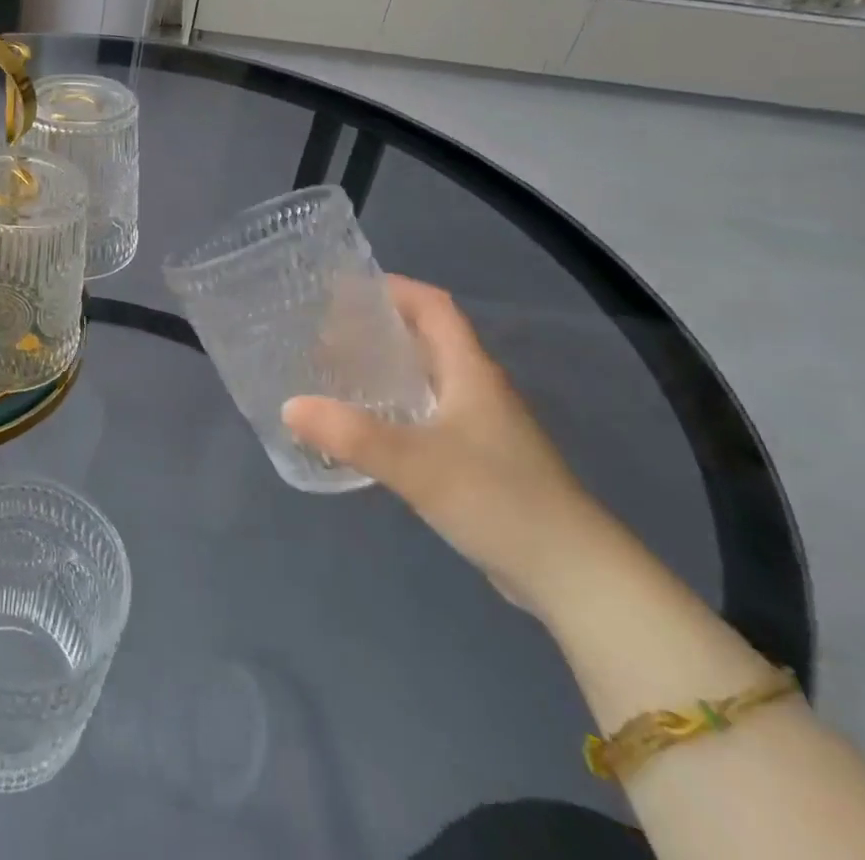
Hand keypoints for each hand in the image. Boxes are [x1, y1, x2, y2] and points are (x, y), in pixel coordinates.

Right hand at [283, 276, 611, 614]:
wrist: (575, 577)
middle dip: (377, 328)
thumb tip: (289, 406)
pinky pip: (428, 415)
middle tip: (323, 333)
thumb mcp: (417, 464)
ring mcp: (482, 427)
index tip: (344, 289)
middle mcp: (477, 389)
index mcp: (470, 371)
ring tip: (334, 374)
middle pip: (426, 338)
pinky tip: (367, 428)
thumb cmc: (500, 500)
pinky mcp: (480, 461)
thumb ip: (352, 434)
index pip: (433, 306)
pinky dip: (394, 407)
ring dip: (385, 368)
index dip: (393, 288)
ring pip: (426, 379)